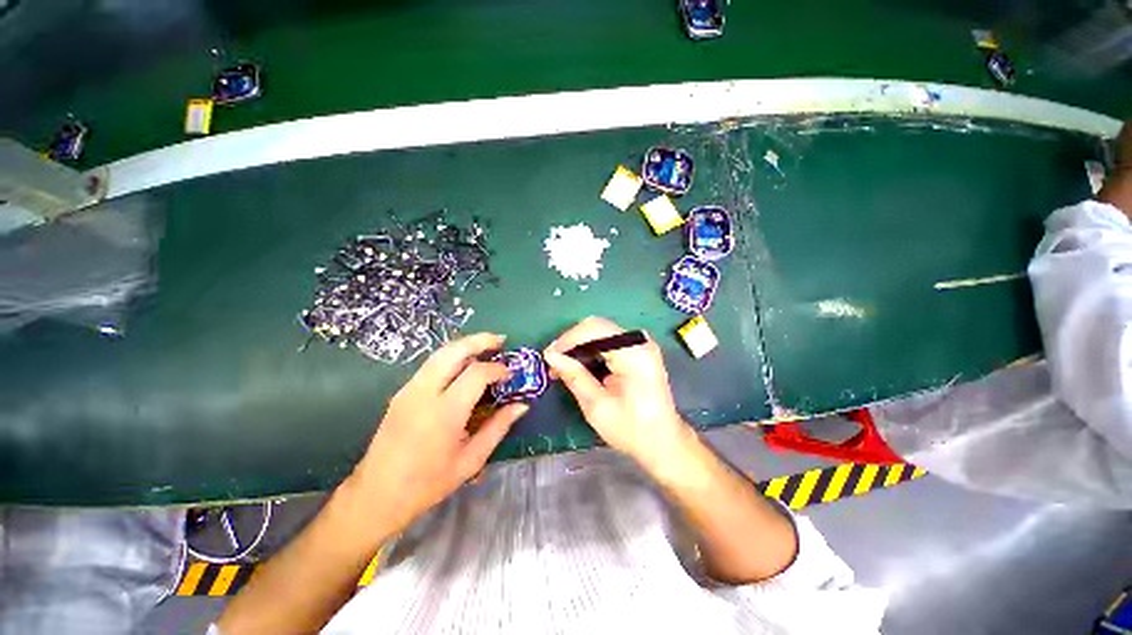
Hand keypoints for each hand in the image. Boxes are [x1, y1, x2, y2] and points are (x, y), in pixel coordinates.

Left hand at [350, 333, 527, 534]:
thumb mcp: (471, 460)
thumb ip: (498, 428)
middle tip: (501, 341)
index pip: (476, 373)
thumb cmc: (427, 483)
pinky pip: (431, 364)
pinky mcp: (402, 392)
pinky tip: (464, 365)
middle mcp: (424, 393)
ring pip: (440, 353)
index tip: (510, 374)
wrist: (376, 495)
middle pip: (454, 351)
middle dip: (480, 340)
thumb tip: (521, 406)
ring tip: (486, 347)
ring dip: (466, 345)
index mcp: (444, 413)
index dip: (497, 369)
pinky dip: (452, 356)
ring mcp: (409, 390)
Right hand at [544, 317, 691, 465]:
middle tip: (554, 362)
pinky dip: (591, 350)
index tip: (549, 356)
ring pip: (600, 331)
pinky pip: (608, 340)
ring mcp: (641, 344)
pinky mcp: (639, 350)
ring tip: (563, 366)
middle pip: (597, 327)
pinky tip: (581, 365)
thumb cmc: (632, 430)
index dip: (568, 339)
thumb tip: (551, 355)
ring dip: (580, 346)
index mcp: (634, 354)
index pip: (595, 330)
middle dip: (572, 342)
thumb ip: (574, 376)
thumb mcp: (597, 406)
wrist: (663, 442)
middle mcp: (640, 342)